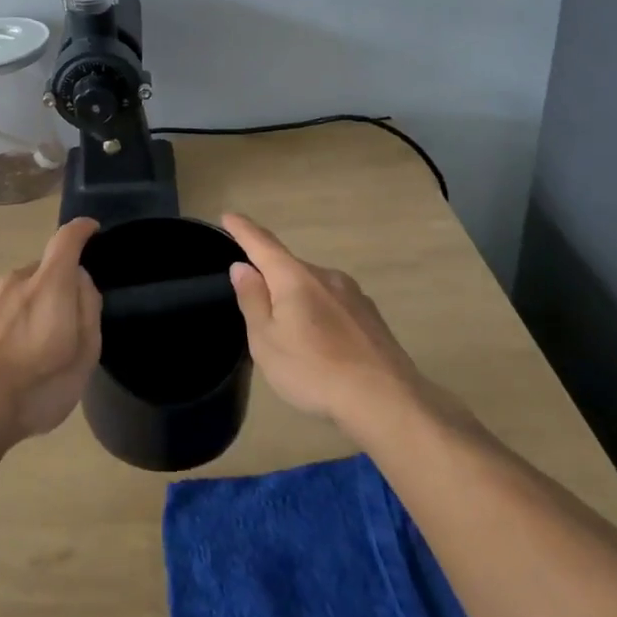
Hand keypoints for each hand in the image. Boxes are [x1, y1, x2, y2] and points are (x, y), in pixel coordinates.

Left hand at [0, 218, 103, 445]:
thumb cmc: (38, 385)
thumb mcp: (83, 355)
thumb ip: (88, 310)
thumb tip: (81, 280)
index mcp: (49, 284)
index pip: (66, 239)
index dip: (82, 230)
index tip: (92, 230)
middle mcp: (17, 280)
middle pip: (46, 269)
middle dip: (62, 285)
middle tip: (72, 322)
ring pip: (23, 290)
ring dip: (37, 305)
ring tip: (42, 346)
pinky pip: (5, 308)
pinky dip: (16, 321)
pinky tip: (16, 356)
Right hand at [223, 213, 451, 429]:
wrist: (386, 401)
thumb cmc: (313, 370)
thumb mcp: (266, 341)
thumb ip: (252, 300)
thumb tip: (242, 267)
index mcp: (295, 278)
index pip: (262, 244)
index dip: (243, 230)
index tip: (229, 215)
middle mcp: (326, 276)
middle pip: (289, 267)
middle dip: (271, 277)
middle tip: (256, 306)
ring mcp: (353, 295)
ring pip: (314, 286)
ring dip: (297, 299)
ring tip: (291, 333)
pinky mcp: (371, 316)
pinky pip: (334, 304)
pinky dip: (320, 313)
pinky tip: (322, 343)